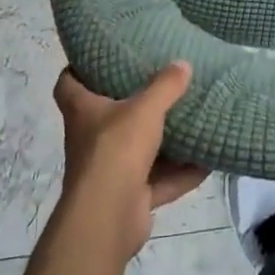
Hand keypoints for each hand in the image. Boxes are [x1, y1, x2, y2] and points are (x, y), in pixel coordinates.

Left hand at [52, 62, 208, 267]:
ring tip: (189, 122)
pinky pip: (157, 181)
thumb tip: (183, 63)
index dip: (79, 69)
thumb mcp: (145, 108)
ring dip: (162, 143)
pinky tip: (207, 162)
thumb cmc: (116, 149)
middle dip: (131, 105)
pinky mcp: (128, 198)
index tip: (99, 57)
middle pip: (106, 117)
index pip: (68, 83)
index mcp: (83, 111)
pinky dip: (180, 174)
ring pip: (137, 152)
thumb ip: (165, 86)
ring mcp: (108, 172)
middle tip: (158, 85)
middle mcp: (90, 140)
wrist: (108, 217)